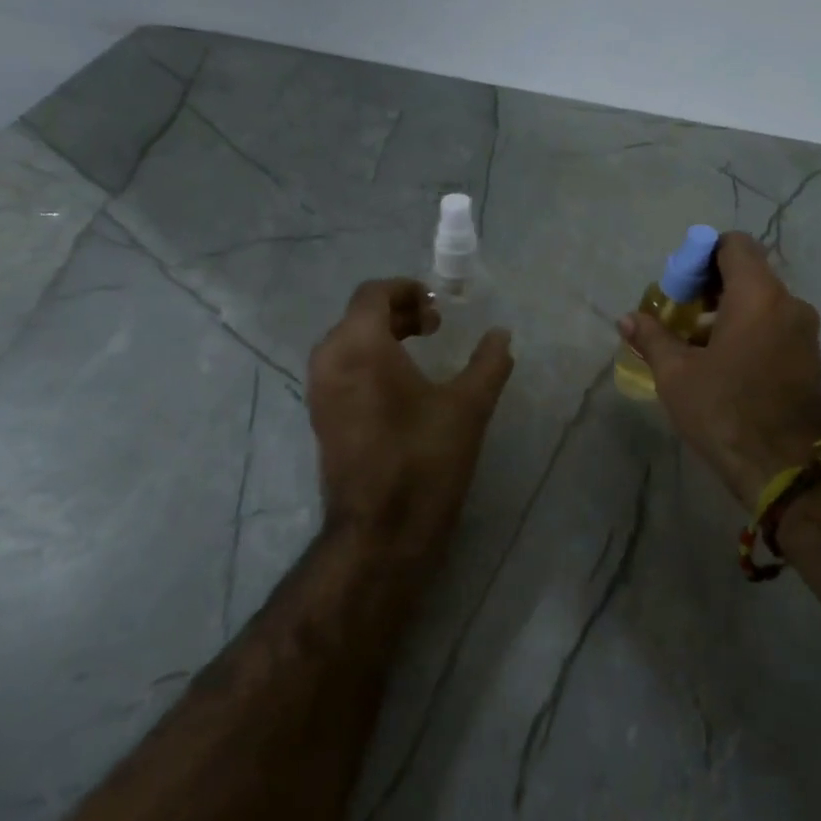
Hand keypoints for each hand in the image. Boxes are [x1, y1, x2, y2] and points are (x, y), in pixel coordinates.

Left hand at [307, 279, 514, 544]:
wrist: (381, 530)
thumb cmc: (425, 459)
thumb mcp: (468, 406)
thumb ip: (489, 363)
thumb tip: (501, 335)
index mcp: (360, 344)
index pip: (374, 293)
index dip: (408, 290)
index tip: (439, 307)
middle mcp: (329, 359)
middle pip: (359, 315)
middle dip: (398, 312)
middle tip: (436, 327)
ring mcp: (319, 390)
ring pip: (348, 342)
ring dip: (383, 336)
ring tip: (421, 352)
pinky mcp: (320, 417)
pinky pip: (342, 368)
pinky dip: (368, 361)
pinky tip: (401, 386)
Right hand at [620, 232, 820, 507]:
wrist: (786, 468)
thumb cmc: (725, 410)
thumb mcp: (676, 374)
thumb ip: (652, 338)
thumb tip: (628, 318)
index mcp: (759, 296)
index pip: (734, 245)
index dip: (702, 254)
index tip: (678, 284)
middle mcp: (789, 304)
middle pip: (748, 273)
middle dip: (709, 287)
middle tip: (678, 315)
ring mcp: (804, 333)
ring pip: (761, 303)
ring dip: (726, 312)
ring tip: (693, 345)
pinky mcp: (808, 359)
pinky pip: (773, 327)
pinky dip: (747, 332)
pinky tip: (721, 364)